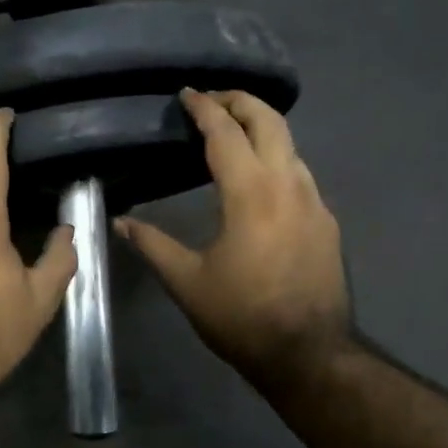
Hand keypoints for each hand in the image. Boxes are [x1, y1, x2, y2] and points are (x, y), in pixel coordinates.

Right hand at [117, 89, 351, 391]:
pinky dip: (277, 157)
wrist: (309, 354)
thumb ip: (153, 245)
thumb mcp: (187, 283)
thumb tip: (120, 223)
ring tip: (233, 131)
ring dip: (261, 127)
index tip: (186, 93)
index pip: (226, 133)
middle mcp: (288, 185)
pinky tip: (259, 178)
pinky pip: (300, 173)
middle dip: (240, 101)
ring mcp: (314, 202)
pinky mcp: (326, 221)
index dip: (204, 108)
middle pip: (269, 121)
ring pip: (290, 144)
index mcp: (251, 194)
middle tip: (212, 99)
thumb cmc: (242, 317)